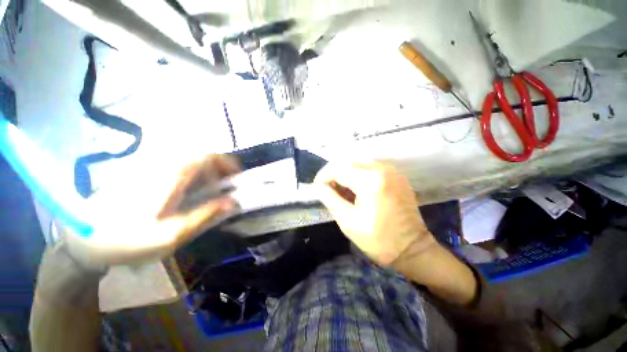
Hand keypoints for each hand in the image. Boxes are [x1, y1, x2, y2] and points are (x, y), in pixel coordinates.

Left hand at [63, 154, 240, 268]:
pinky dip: (194, 177)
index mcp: (172, 175)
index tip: (237, 178)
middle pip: (202, 157)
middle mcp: (164, 165)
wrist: (84, 239)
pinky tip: (191, 194)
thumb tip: (233, 202)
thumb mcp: (172, 234)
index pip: (208, 156)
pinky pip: (180, 168)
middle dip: (220, 171)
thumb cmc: (127, 240)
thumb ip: (205, 215)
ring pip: (192, 162)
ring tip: (211, 194)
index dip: (228, 163)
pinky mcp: (147, 173)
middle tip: (225, 190)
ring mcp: (154, 167)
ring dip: (208, 175)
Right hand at [314, 161, 434, 266]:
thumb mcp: (347, 221)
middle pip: (348, 162)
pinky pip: (371, 167)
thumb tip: (319, 186)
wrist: (412, 249)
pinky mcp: (397, 175)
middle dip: (333, 173)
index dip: (324, 176)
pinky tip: (355, 186)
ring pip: (359, 163)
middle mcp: (383, 169)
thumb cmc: (378, 240)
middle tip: (326, 187)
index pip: (339, 170)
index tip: (317, 187)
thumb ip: (330, 198)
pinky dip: (358, 173)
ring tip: (339, 187)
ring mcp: (392, 171)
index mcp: (371, 181)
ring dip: (345, 172)